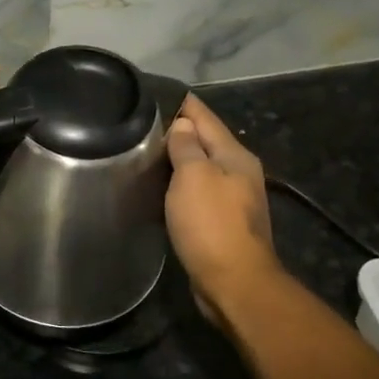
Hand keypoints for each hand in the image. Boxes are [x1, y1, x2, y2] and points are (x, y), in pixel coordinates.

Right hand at [165, 95, 282, 305]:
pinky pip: (198, 193)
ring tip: (144, 153)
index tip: (152, 94)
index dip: (180, 103)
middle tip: (139, 124)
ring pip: (201, 168)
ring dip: (178, 160)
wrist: (235, 284)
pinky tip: (161, 188)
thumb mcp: (194, 176)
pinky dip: (180, 186)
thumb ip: (187, 146)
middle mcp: (239, 172)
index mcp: (235, 155)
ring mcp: (234, 200)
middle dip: (177, 131)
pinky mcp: (223, 224)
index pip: (204, 116)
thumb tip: (182, 125)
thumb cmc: (212, 224)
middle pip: (205, 141)